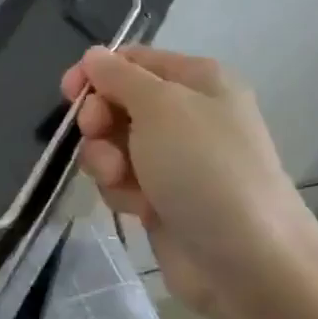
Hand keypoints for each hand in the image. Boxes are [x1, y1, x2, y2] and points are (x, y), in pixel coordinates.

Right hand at [60, 46, 317, 310]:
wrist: (247, 263)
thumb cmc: (204, 168)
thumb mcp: (160, 106)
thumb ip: (119, 76)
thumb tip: (93, 55)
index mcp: (197, 81)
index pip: (133, 60)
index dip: (97, 73)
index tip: (69, 92)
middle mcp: (187, 115)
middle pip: (117, 103)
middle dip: (99, 121)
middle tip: (97, 135)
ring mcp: (175, 160)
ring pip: (112, 145)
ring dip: (105, 160)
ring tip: (122, 180)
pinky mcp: (162, 198)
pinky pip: (121, 181)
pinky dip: (121, 191)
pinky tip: (139, 208)